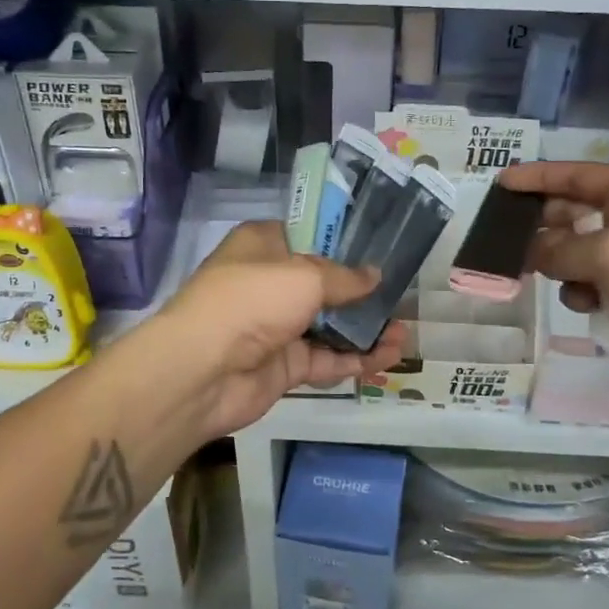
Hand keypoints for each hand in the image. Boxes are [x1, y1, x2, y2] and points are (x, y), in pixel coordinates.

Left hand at [152, 222, 404, 438]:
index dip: (344, 243)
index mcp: (264, 246)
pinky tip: (389, 356)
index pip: (308, 237)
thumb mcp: (304, 276)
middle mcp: (269, 283)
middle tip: (401, 296)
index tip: (381, 249)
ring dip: (365, 329)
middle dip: (362, 293)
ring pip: (329, 326)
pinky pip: (327, 359)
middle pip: (323, 284)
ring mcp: (276, 327)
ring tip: (405, 332)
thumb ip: (344, 278)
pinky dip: (356, 359)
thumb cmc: (252, 300)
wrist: (202, 371)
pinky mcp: (284, 365)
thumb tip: (375, 276)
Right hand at [500, 161, 608, 412]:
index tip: (502, 183)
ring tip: (536, 272)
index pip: (579, 176)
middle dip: (543, 224)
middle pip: (574, 214)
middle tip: (506, 234)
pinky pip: (585, 287)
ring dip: (557, 263)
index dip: (539, 177)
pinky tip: (587, 304)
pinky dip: (579, 293)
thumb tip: (530, 250)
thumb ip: (560, 246)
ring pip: (574, 254)